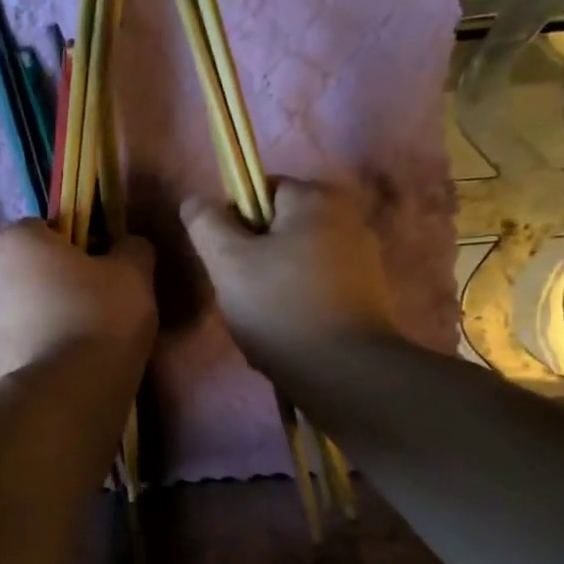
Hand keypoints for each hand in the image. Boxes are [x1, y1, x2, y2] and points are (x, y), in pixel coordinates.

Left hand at [0, 223, 156, 392]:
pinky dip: (38, 355)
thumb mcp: (134, 276)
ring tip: (85, 348)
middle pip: (32, 271)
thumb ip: (133, 249)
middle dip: (61, 285)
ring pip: (24, 312)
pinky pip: (19, 349)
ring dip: (48, 321)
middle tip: (100, 310)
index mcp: (15, 240)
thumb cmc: (97, 320)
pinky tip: (66, 373)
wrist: (60, 400)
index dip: (81, 245)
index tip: (106, 272)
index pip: (48, 228)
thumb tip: (128, 246)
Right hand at [181, 178, 397, 375]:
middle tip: (240, 295)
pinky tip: (287, 334)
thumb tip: (194, 201)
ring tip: (262, 321)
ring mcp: (364, 258)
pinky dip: (298, 305)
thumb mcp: (228, 263)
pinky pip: (317, 289)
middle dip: (254, 259)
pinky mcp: (369, 295)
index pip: (260, 191)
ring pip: (296, 262)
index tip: (226, 262)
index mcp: (317, 198)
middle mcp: (348, 218)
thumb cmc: (280, 307)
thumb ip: (206, 224)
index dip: (234, 223)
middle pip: (279, 229)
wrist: (344, 372)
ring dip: (273, 286)